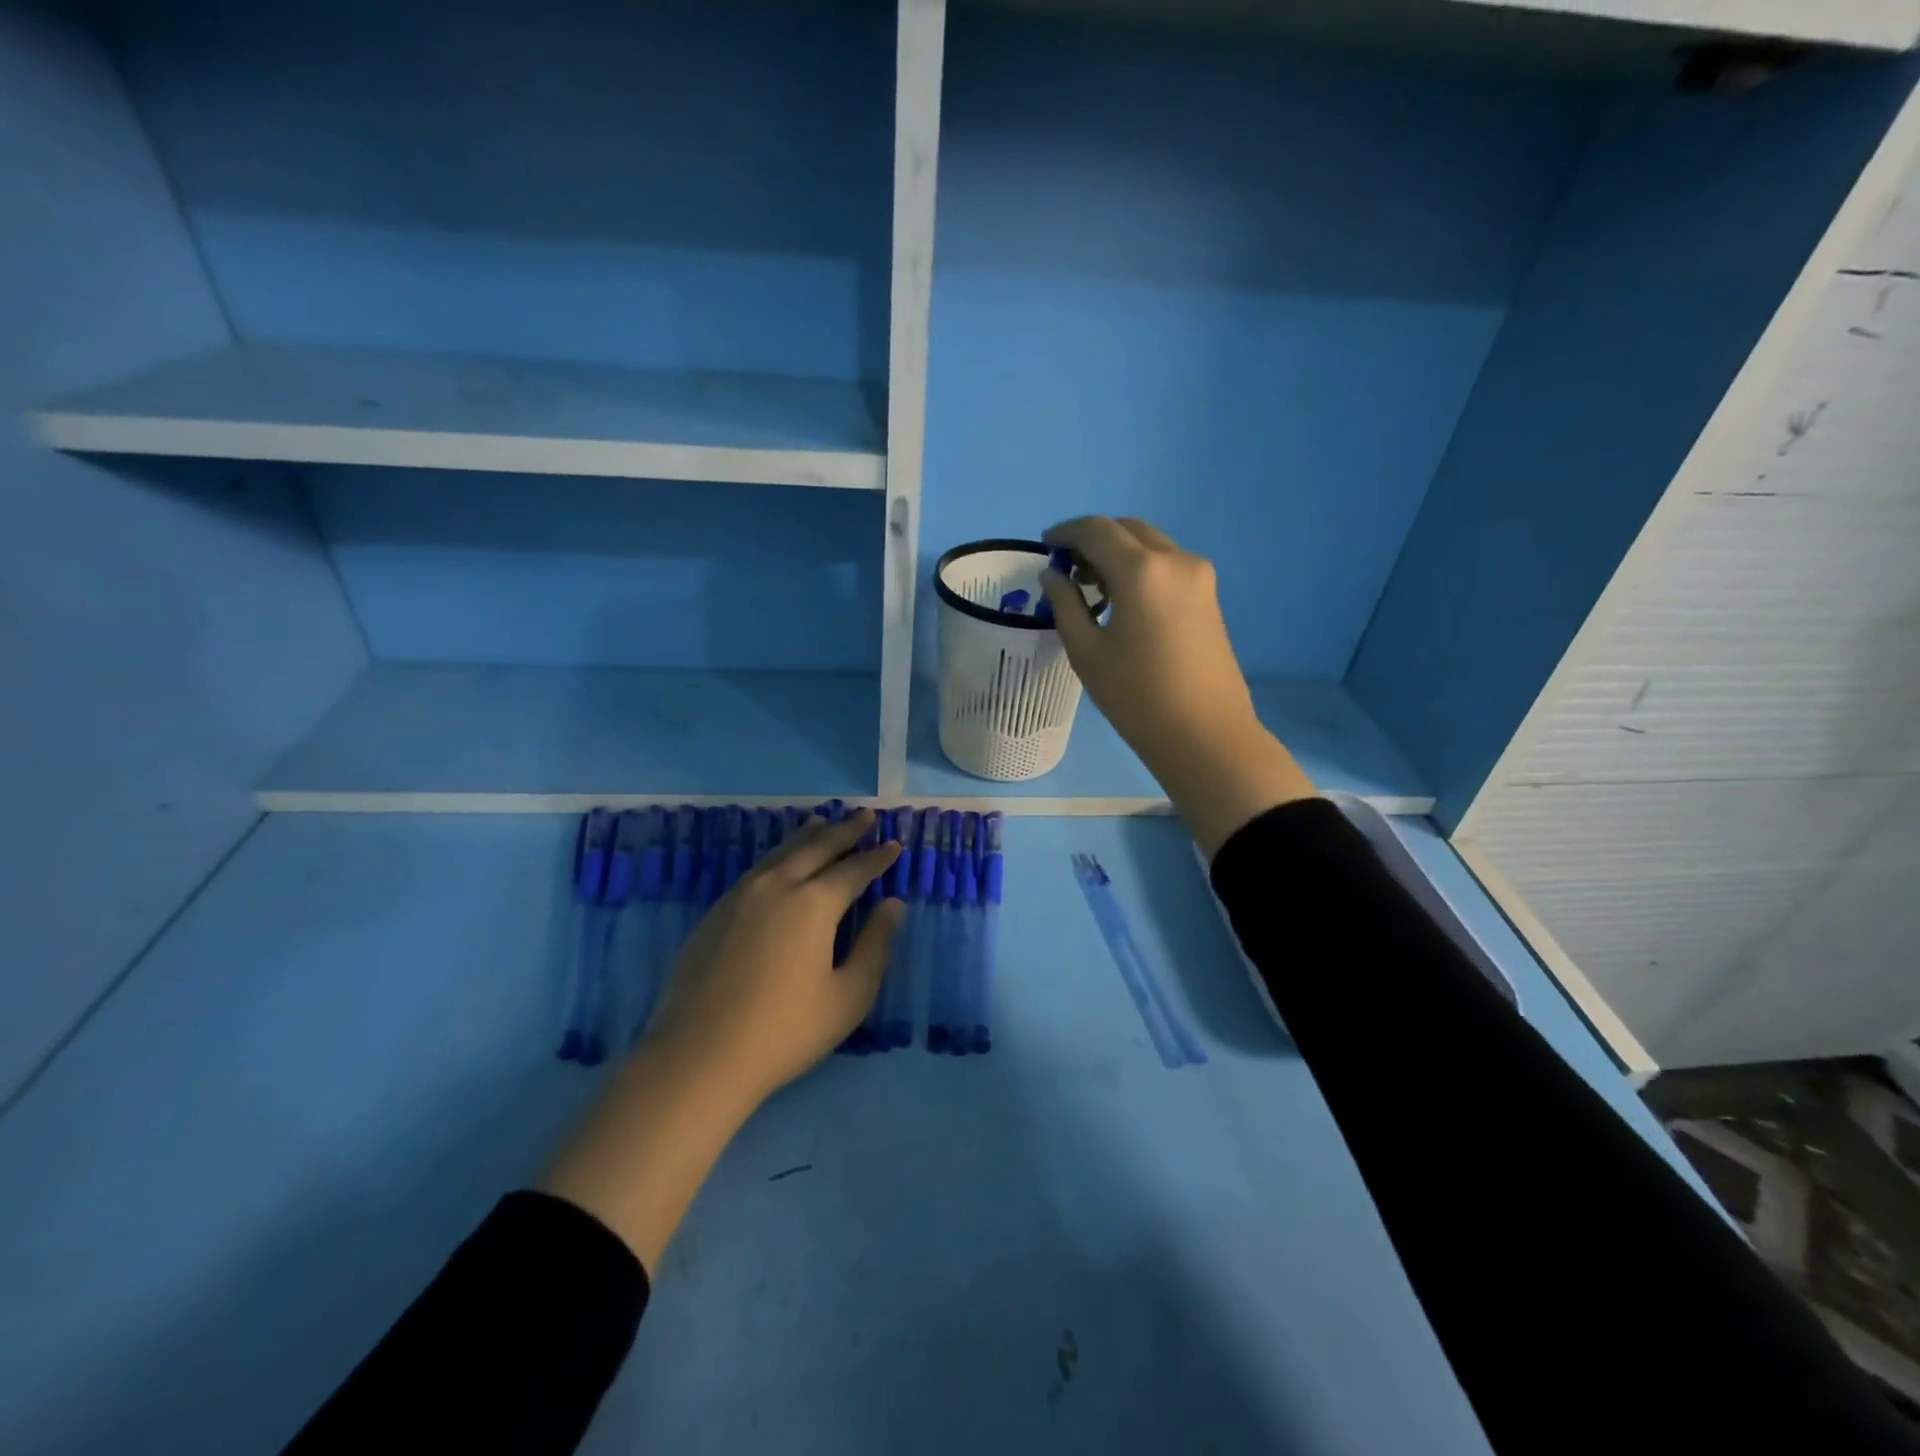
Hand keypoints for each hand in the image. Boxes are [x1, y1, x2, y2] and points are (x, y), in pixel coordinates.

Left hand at [645, 809, 903, 1107]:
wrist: (699, 1056)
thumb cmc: (786, 1032)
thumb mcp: (848, 996)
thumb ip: (875, 945)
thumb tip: (893, 905)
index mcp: (814, 903)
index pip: (854, 870)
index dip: (878, 858)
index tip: (895, 845)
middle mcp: (778, 886)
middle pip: (816, 847)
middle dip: (845, 830)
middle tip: (865, 815)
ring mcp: (741, 895)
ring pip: (782, 852)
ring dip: (808, 835)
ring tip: (823, 821)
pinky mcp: (717, 911)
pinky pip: (757, 868)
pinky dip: (779, 854)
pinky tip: (781, 860)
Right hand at [1039, 516, 1315, 856]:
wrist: (1205, 734)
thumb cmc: (1137, 697)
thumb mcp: (1086, 652)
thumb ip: (1065, 603)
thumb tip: (1052, 574)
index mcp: (1142, 570)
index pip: (1096, 530)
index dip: (1066, 532)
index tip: (1045, 545)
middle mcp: (1175, 560)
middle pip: (1128, 530)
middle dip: (1094, 539)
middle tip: (1067, 568)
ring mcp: (1199, 576)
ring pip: (1150, 544)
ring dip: (1119, 553)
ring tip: (1092, 587)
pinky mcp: (1209, 595)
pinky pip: (1167, 564)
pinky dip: (1140, 567)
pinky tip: (1123, 600)